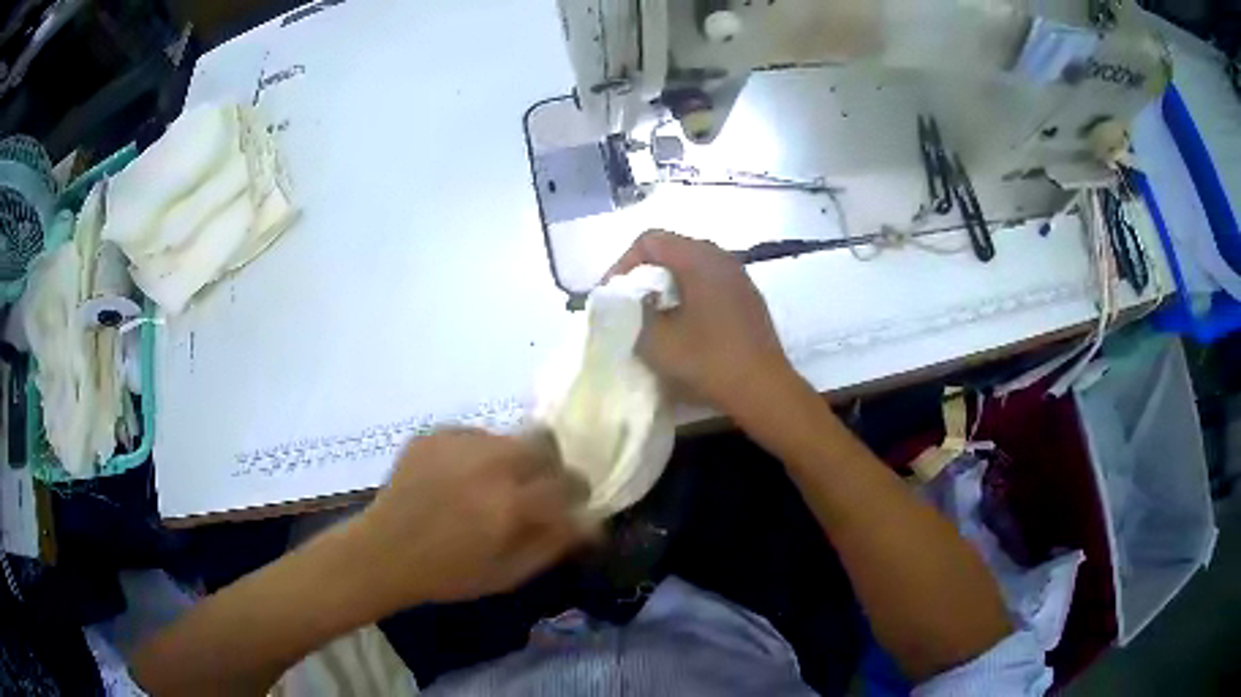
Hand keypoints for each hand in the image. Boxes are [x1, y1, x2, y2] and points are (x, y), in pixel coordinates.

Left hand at [348, 429, 591, 608]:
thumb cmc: (448, 574)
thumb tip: (590, 520)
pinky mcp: (435, 434)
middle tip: (532, 491)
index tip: (570, 504)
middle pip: (545, 444)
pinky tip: (459, 480)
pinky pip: (475, 436)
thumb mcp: (509, 574)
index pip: (569, 482)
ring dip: (513, 460)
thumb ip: (554, 544)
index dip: (576, 493)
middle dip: (548, 467)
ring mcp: (460, 443)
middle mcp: (491, 463)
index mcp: (512, 504)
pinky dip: (478, 455)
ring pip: (509, 438)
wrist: (384, 552)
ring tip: (488, 487)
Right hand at [609, 230, 796, 416]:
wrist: (762, 388)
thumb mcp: (656, 340)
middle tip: (630, 301)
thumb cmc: (707, 359)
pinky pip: (711, 282)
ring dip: (668, 284)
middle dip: (645, 272)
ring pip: (693, 266)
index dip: (623, 263)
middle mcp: (721, 258)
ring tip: (654, 313)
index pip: (650, 240)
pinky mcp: (748, 298)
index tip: (613, 293)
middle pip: (672, 248)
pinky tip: (685, 324)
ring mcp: (739, 277)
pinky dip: (690, 294)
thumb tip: (631, 301)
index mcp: (699, 259)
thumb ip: (633, 312)